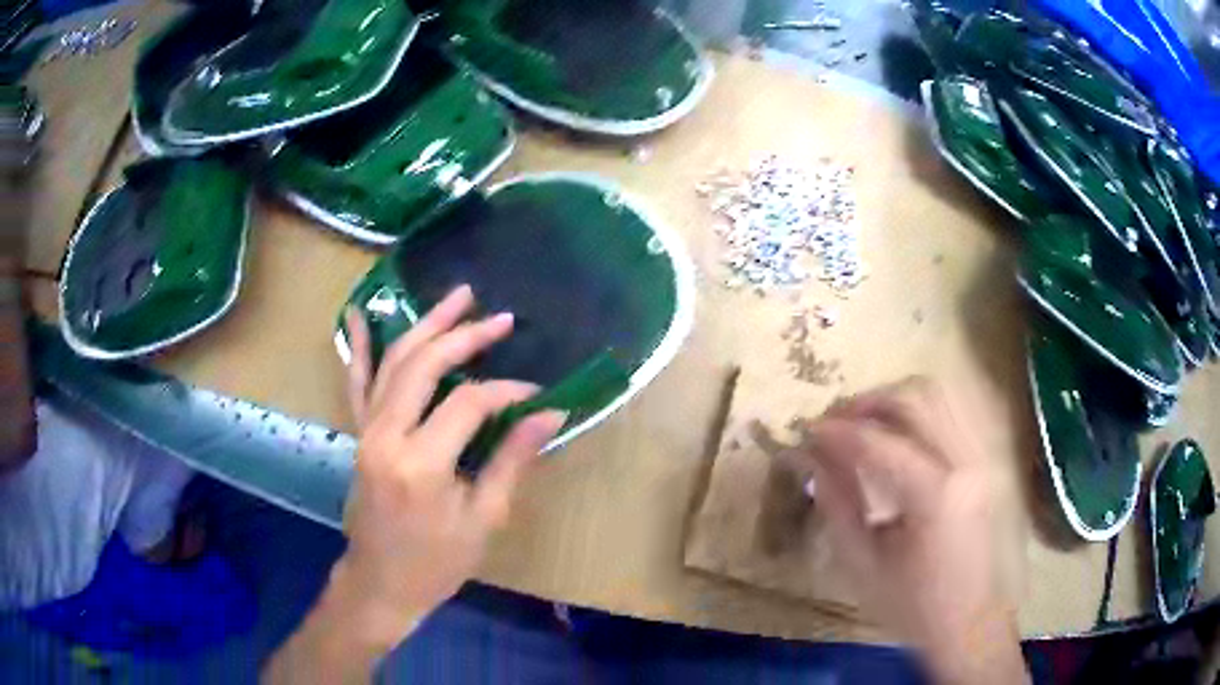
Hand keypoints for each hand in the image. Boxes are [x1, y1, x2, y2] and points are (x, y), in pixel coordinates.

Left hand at [265, 286, 562, 682]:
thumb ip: (513, 460)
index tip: (535, 393)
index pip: (468, 402)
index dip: (506, 391)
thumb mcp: (484, 518)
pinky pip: (356, 381)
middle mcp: (386, 435)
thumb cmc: (437, 561)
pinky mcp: (358, 432)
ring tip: (458, 296)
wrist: (381, 581)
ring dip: (426, 325)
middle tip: (500, 318)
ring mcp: (366, 430)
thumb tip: (551, 415)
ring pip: (393, 361)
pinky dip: (357, 346)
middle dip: (465, 336)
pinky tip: (357, 314)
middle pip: (424, 365)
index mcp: (421, 463)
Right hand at [785, 377, 1027, 684]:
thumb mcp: (863, 564)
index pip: (879, 443)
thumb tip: (812, 458)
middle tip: (832, 421)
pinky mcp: (981, 462)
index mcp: (935, 495)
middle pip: (915, 398)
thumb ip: (838, 504)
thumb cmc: (912, 605)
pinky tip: (894, 433)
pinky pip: (950, 412)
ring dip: (893, 399)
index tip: (804, 431)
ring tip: (860, 423)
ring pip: (937, 395)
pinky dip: (917, 411)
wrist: (966, 623)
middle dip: (867, 402)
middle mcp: (964, 462)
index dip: (837, 432)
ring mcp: (978, 457)